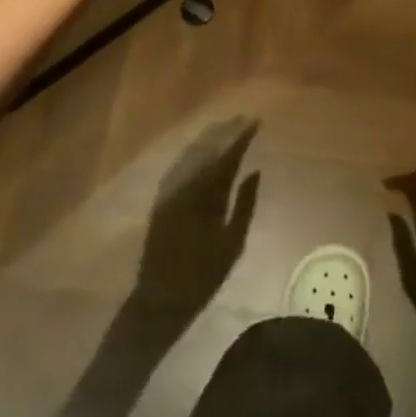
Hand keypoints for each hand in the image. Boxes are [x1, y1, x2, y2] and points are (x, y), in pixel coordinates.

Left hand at [128, 119, 259, 337]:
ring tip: (226, 126)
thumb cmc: (203, 276)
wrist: (160, 298)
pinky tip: (202, 145)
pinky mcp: (161, 195)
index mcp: (207, 195)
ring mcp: (171, 187)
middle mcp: (186, 184)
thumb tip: (254, 171)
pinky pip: (180, 162)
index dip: (242, 136)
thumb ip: (245, 205)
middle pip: (209, 147)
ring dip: (210, 136)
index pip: (227, 155)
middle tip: (243, 118)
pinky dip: (194, 150)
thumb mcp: (233, 244)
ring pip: (193, 151)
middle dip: (226, 130)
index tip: (256, 122)